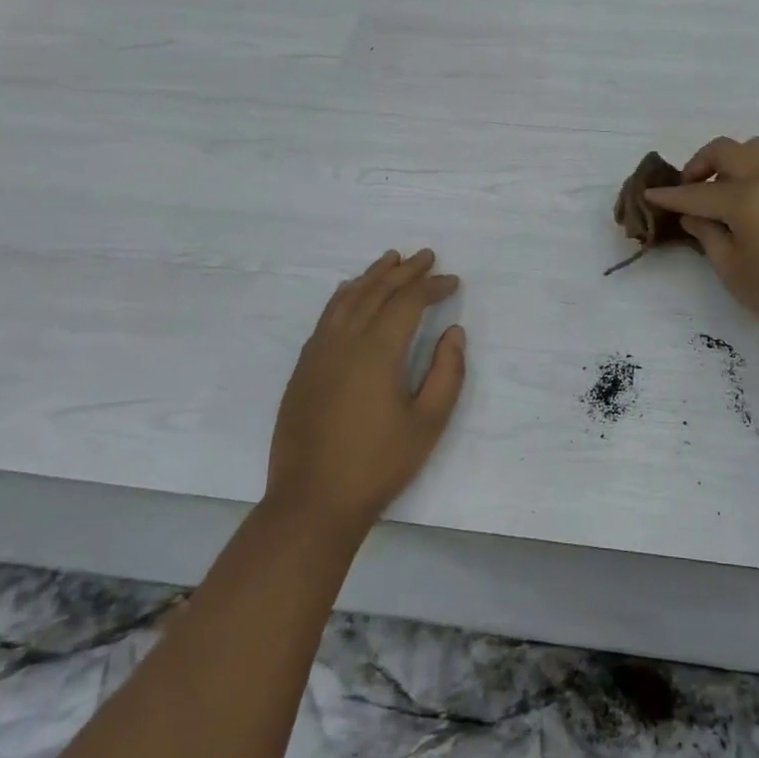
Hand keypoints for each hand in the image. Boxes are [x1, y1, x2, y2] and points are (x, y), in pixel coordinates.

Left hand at [265, 249, 465, 532]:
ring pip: (347, 298)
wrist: (312, 501)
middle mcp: (345, 340)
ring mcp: (318, 352)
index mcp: (378, 351)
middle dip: (404, 271)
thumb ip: (447, 372)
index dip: (432, 286)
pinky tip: (350, 292)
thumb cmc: (378, 464)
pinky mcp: (304, 368)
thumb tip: (454, 332)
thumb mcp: (428, 423)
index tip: (453, 282)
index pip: (408, 302)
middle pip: (377, 291)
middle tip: (427, 256)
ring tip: (391, 259)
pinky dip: (344, 296)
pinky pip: (327, 316)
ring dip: (372, 276)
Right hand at [643, 137, 758, 358]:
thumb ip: (708, 236)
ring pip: (755, 148)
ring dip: (731, 161)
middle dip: (699, 165)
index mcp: (746, 197)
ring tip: (722, 190)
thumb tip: (695, 215)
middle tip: (689, 189)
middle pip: (726, 150)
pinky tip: (751, 200)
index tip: (650, 195)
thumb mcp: (734, 270)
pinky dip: (754, 169)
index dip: (670, 196)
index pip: (697, 192)